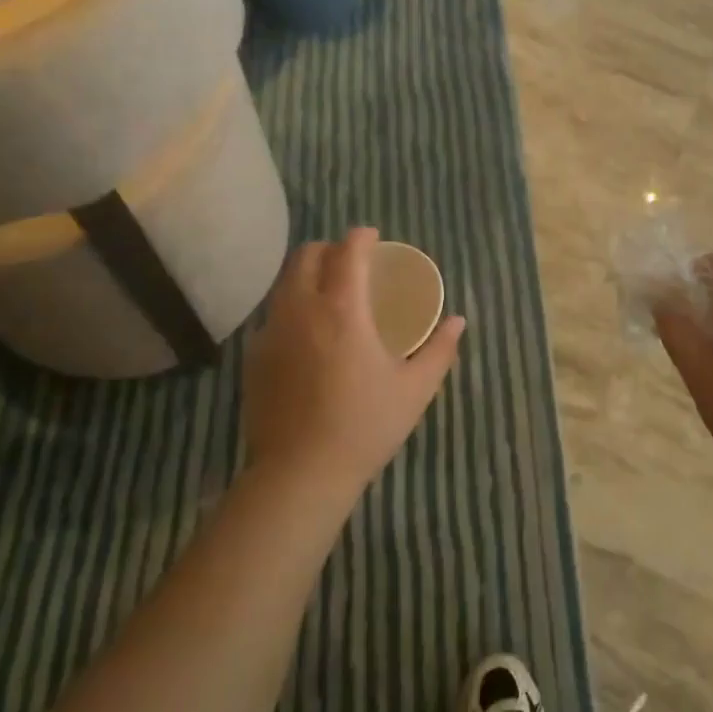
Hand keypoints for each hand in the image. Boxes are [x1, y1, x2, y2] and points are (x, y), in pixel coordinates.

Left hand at [243, 227, 465, 503]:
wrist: (299, 474)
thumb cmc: (364, 427)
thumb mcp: (415, 389)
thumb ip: (439, 350)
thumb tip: (457, 322)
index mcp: (342, 310)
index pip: (347, 252)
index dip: (362, 237)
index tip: (374, 238)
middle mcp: (301, 310)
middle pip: (306, 256)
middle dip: (330, 249)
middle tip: (351, 263)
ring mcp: (271, 332)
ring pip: (284, 283)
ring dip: (307, 275)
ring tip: (329, 294)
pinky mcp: (254, 357)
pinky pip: (273, 314)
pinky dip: (292, 307)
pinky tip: (308, 335)